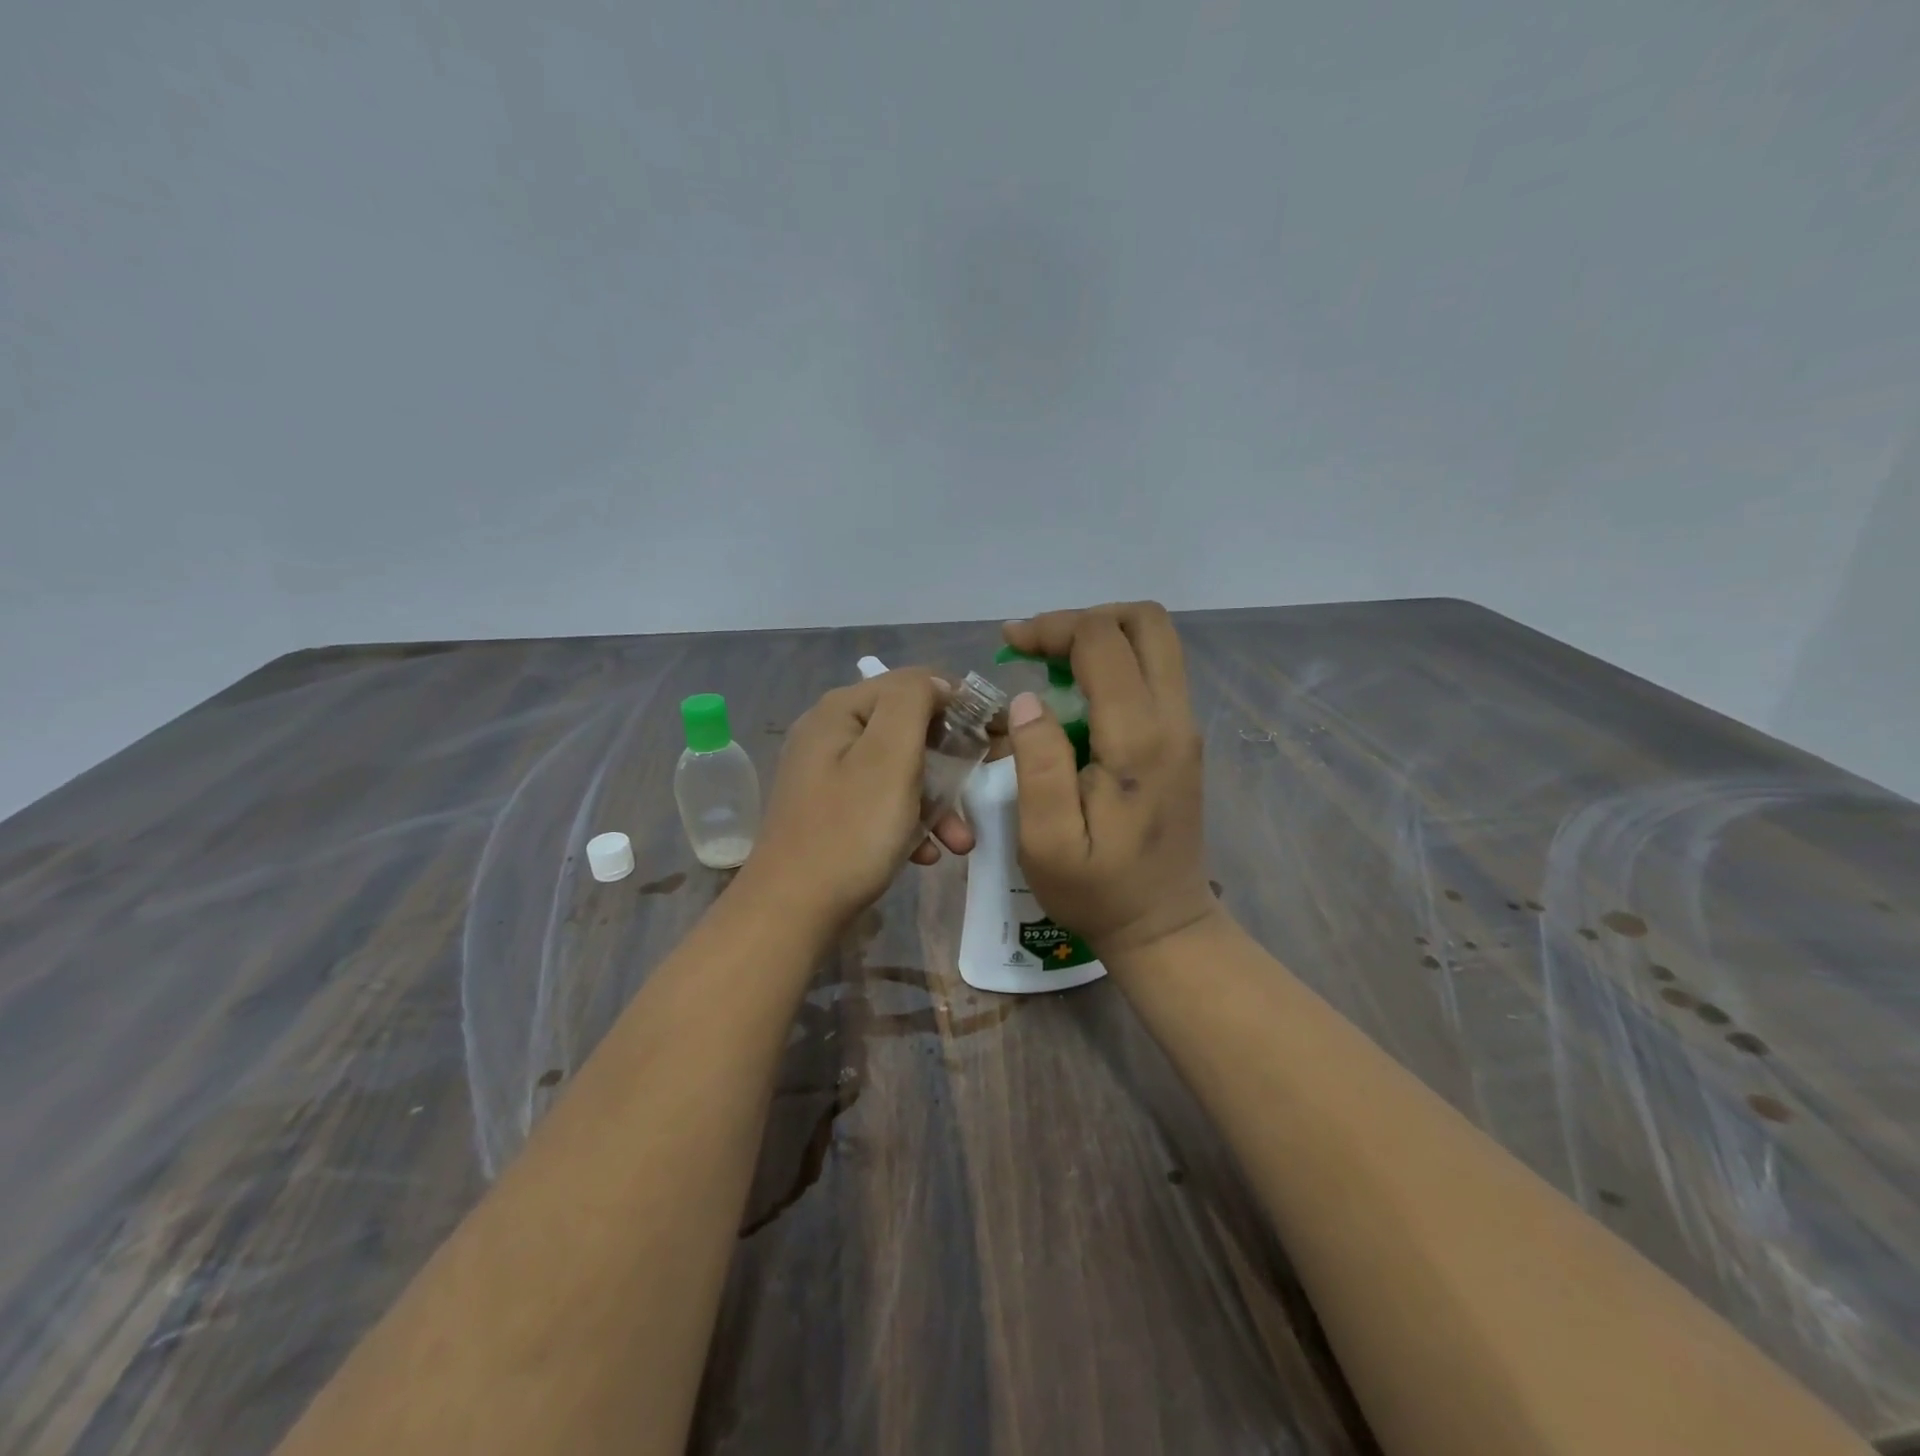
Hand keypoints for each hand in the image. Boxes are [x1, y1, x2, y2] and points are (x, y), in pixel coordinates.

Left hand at [739, 668, 973, 927]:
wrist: (791, 912)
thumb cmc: (850, 831)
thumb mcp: (889, 757)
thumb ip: (913, 702)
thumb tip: (935, 683)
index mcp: (840, 711)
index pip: (912, 683)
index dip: (957, 702)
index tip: (994, 734)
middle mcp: (829, 734)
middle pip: (906, 729)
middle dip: (949, 762)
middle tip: (982, 785)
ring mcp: (827, 776)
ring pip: (898, 772)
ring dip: (936, 801)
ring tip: (961, 840)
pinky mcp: (831, 813)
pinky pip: (881, 803)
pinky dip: (909, 823)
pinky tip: (927, 854)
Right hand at [1003, 603, 1220, 956]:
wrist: (1163, 924)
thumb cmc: (1097, 889)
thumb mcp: (1046, 841)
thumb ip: (1038, 763)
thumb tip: (1029, 698)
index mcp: (1137, 739)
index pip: (1102, 642)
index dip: (1052, 628)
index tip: (1009, 644)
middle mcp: (1173, 719)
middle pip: (1146, 622)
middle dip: (1084, 619)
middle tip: (1037, 647)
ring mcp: (1184, 726)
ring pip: (1155, 642)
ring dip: (1101, 637)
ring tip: (1051, 665)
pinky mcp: (1182, 738)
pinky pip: (1155, 671)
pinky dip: (1115, 661)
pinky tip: (1076, 694)